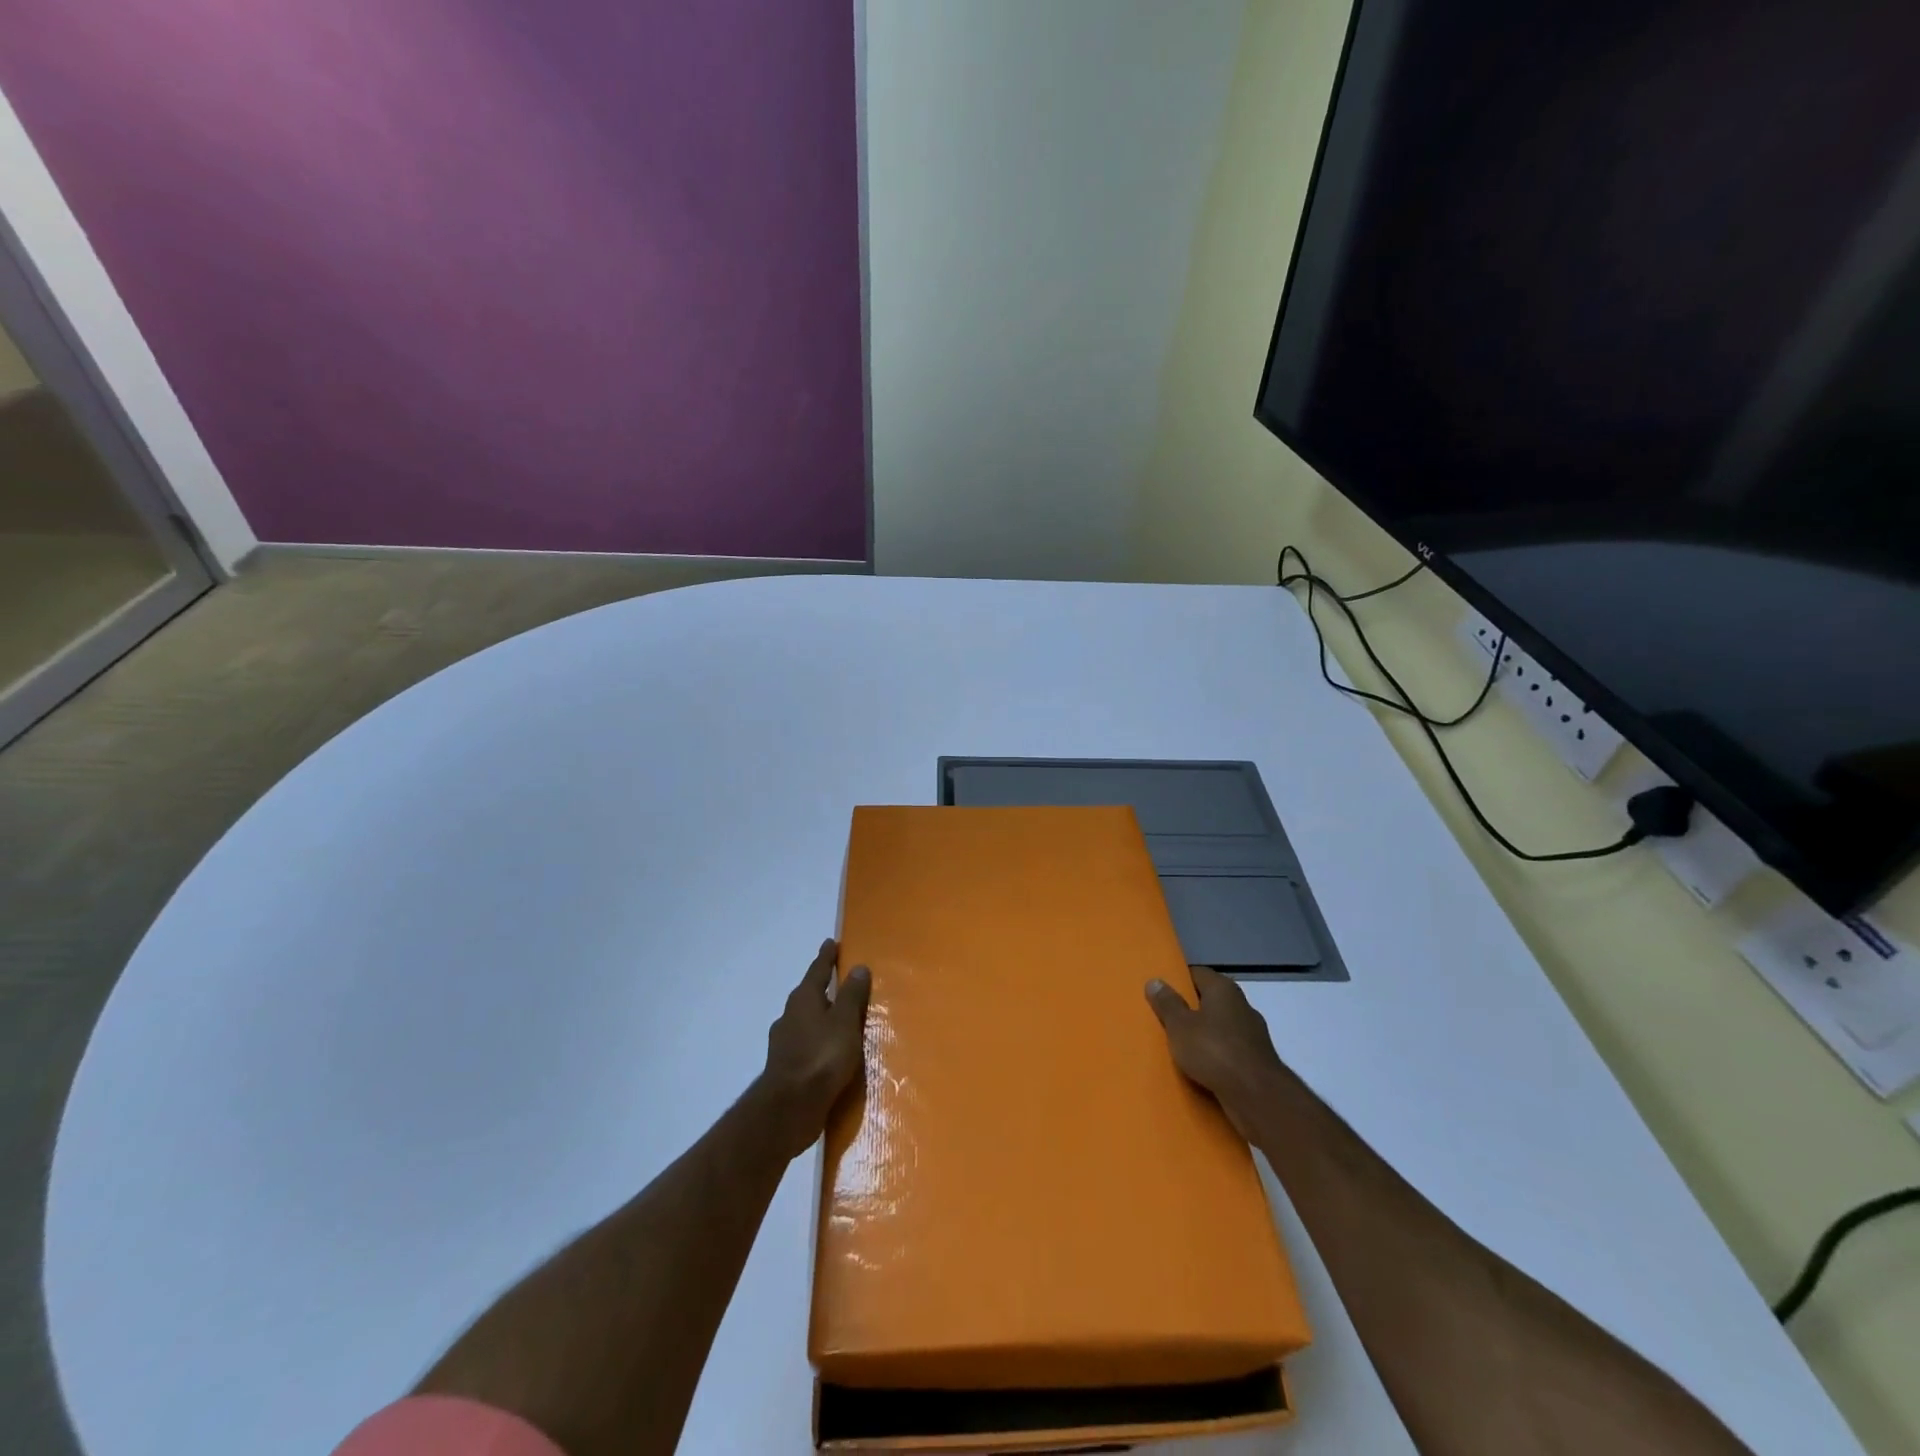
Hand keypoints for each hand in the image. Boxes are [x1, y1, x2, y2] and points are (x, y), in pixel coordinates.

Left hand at [761, 939, 870, 1157]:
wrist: (790, 1108)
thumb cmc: (822, 1057)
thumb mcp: (845, 1022)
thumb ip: (852, 995)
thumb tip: (858, 967)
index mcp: (804, 999)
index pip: (817, 970)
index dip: (826, 956)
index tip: (832, 943)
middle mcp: (790, 1015)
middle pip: (808, 994)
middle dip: (822, 986)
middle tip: (838, 980)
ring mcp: (784, 1042)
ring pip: (805, 1020)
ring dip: (820, 1016)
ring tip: (838, 1019)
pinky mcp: (786, 1067)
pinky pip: (806, 1043)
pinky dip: (817, 1040)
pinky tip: (828, 1051)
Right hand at [1146, 966, 1283, 1141]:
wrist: (1257, 1096)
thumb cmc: (1213, 1051)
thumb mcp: (1179, 1025)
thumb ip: (1167, 1004)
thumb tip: (1155, 981)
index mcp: (1223, 989)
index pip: (1197, 974)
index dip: (1178, 980)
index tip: (1161, 991)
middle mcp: (1242, 1005)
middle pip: (1210, 1000)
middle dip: (1190, 1009)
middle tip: (1165, 1019)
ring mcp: (1253, 1034)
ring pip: (1220, 1027)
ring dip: (1204, 1034)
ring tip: (1180, 1046)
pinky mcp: (1258, 1060)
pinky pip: (1229, 1051)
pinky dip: (1216, 1056)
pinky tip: (1201, 1067)